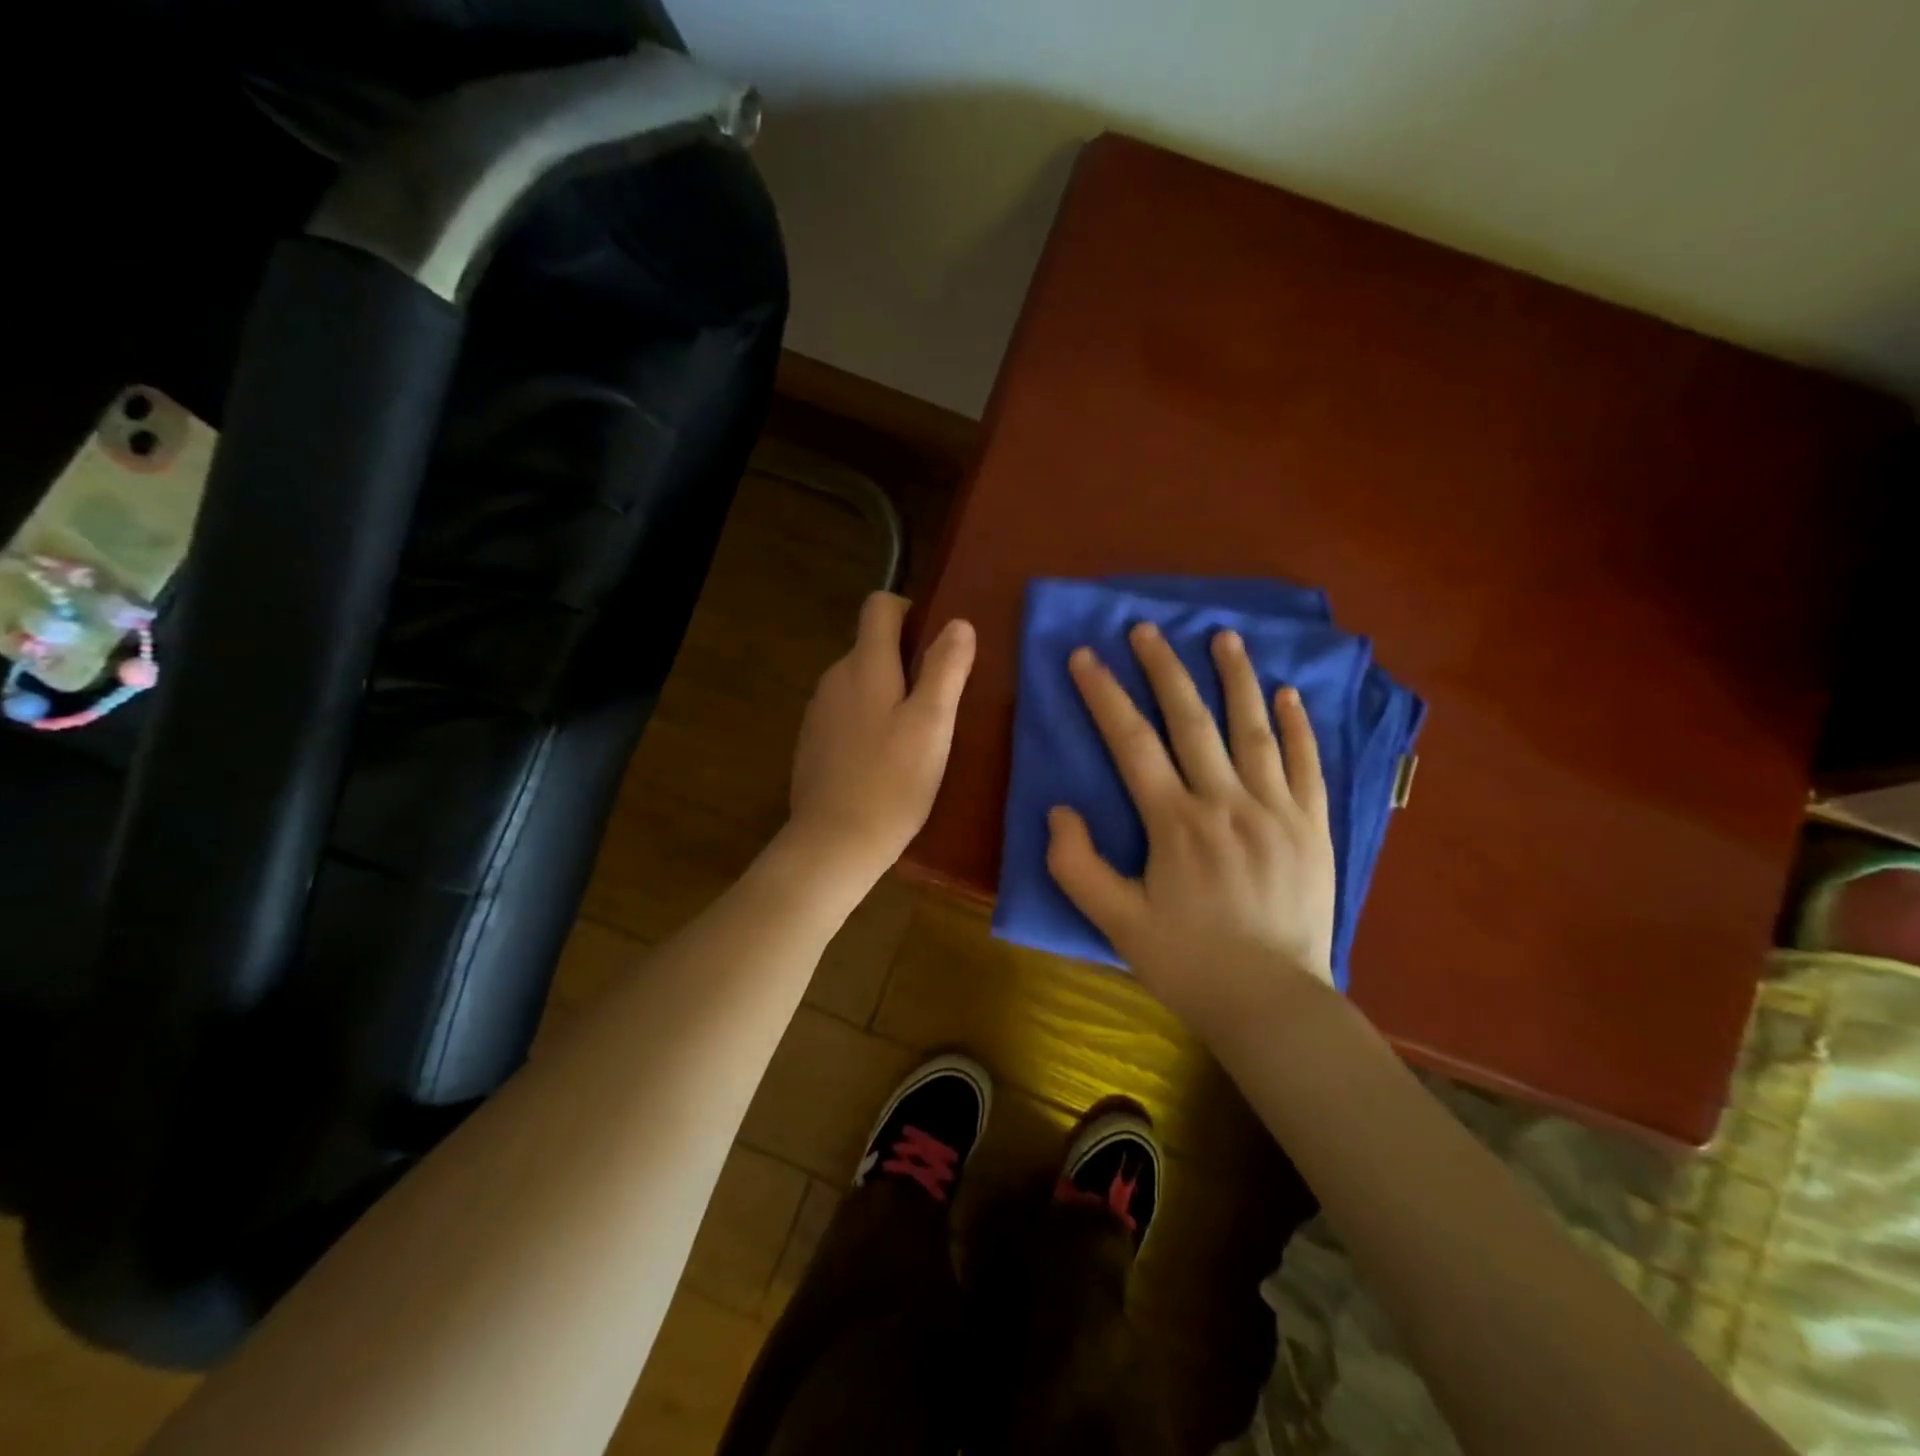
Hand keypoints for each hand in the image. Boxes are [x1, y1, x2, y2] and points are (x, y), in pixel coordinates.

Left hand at [789, 592, 975, 882]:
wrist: (834, 842)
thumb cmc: (892, 781)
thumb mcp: (932, 725)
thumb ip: (945, 669)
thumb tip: (958, 623)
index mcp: (865, 665)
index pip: (879, 606)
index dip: (909, 611)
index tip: (935, 644)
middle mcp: (834, 678)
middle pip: (871, 646)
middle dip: (906, 661)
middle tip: (939, 701)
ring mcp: (818, 712)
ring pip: (860, 683)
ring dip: (888, 695)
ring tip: (916, 735)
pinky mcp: (812, 743)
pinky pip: (846, 714)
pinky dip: (868, 722)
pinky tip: (885, 761)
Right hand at [1045, 621, 1336, 1041]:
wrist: (1273, 1004)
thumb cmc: (1188, 963)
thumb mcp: (1116, 923)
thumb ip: (1077, 865)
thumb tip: (1058, 810)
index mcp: (1175, 823)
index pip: (1131, 741)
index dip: (1104, 695)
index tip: (1085, 656)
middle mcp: (1226, 801)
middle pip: (1191, 720)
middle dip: (1164, 669)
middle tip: (1147, 628)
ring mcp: (1276, 809)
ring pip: (1253, 728)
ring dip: (1235, 678)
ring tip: (1222, 635)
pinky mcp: (1312, 825)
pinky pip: (1307, 763)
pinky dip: (1298, 725)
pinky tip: (1288, 693)